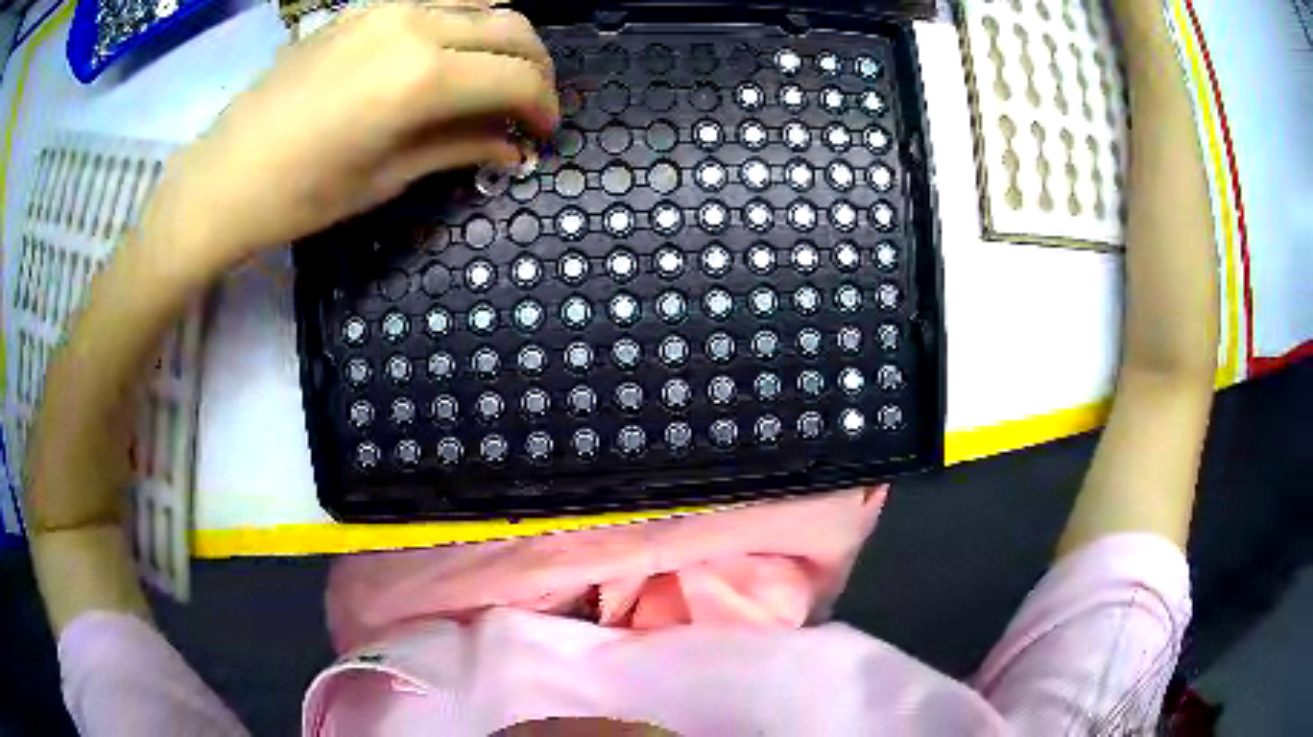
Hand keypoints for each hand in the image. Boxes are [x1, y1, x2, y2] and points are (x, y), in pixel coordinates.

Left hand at [150, 2, 558, 270]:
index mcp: (423, 78)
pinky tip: (450, 53)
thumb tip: (513, 147)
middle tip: (531, 105)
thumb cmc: (300, 195)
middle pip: (512, 27)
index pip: (517, 77)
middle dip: (536, 67)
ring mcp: (387, 7)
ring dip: (503, 38)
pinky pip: (437, 0)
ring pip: (481, 2)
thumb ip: (460, 149)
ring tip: (495, 76)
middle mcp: (416, 25)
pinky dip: (463, 21)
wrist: (224, 175)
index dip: (544, 106)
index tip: (543, 133)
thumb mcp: (387, 179)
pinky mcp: (363, 6)